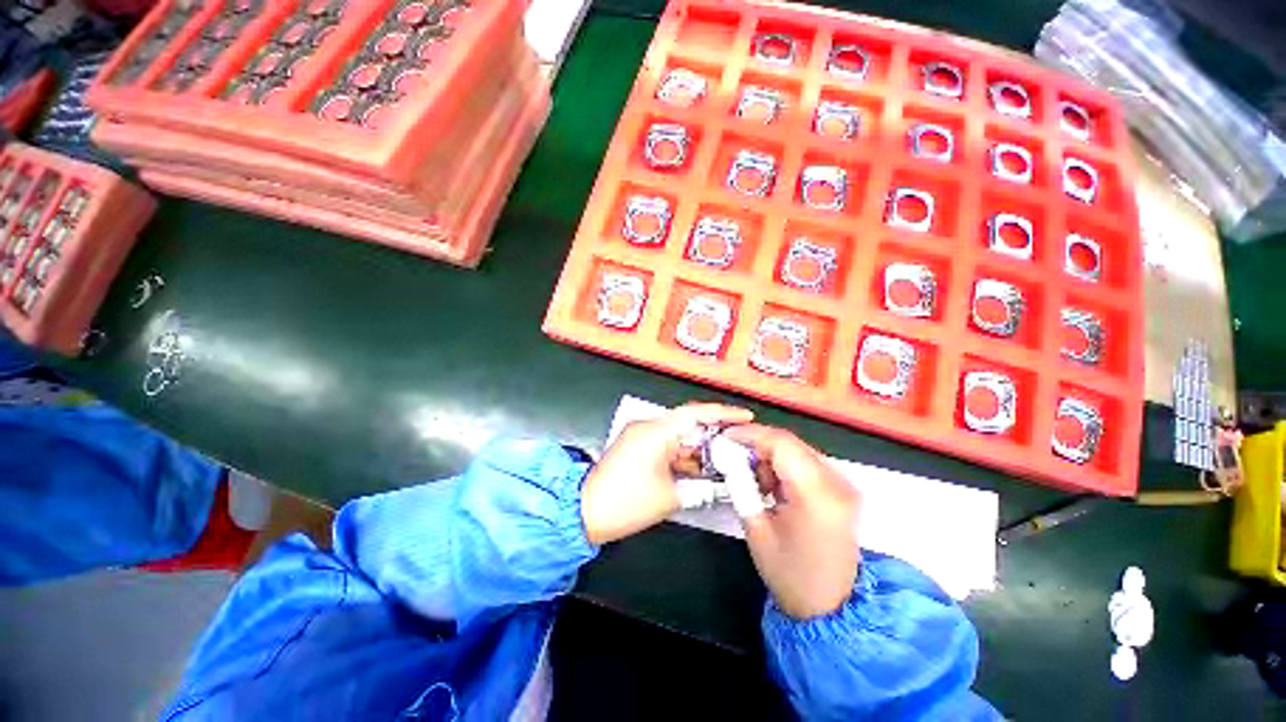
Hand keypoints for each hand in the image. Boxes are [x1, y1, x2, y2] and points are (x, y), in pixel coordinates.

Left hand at [580, 403, 752, 543]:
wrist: (584, 513)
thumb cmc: (627, 502)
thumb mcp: (670, 497)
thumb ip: (699, 487)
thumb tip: (719, 485)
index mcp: (656, 431)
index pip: (695, 413)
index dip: (723, 413)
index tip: (746, 416)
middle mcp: (648, 426)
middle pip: (689, 423)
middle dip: (715, 434)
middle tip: (740, 442)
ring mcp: (641, 436)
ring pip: (679, 436)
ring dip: (699, 448)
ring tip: (727, 458)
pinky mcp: (637, 447)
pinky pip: (667, 445)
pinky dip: (684, 456)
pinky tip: (702, 468)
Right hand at [723, 424, 860, 619]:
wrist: (830, 607)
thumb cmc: (789, 573)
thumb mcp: (756, 529)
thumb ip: (742, 486)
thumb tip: (730, 457)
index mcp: (816, 494)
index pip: (781, 443)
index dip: (750, 434)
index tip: (726, 435)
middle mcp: (836, 482)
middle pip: (791, 443)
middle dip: (758, 443)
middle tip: (733, 453)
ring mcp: (844, 485)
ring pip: (798, 449)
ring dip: (771, 454)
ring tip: (753, 477)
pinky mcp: (842, 489)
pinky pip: (807, 462)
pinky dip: (785, 464)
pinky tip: (772, 484)